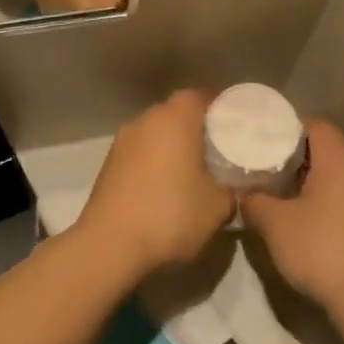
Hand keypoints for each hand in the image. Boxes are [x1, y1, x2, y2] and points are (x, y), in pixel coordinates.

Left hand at [77, 91, 233, 274]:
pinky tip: (165, 190)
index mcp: (174, 119)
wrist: (109, 247)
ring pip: (155, 135)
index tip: (235, 126)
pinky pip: (139, 155)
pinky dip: (153, 164)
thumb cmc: (170, 216)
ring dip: (172, 148)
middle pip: (175, 113)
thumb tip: (230, 187)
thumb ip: (231, 189)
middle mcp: (145, 122)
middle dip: (196, 129)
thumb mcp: (218, 206)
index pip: (200, 96)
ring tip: (192, 172)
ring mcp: (121, 144)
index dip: (219, 108)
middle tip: (218, 151)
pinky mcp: (107, 167)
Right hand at [242, 120, 343, 317]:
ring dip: (305, 176)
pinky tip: (299, 213)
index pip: (312, 124)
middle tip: (261, 162)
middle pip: (323, 146)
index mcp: (338, 158)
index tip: (258, 137)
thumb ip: (255, 201)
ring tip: (275, 188)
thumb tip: (247, 194)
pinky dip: (320, 195)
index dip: (284, 126)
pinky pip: (341, 193)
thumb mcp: (275, 223)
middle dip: (291, 152)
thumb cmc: (320, 248)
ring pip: (333, 172)